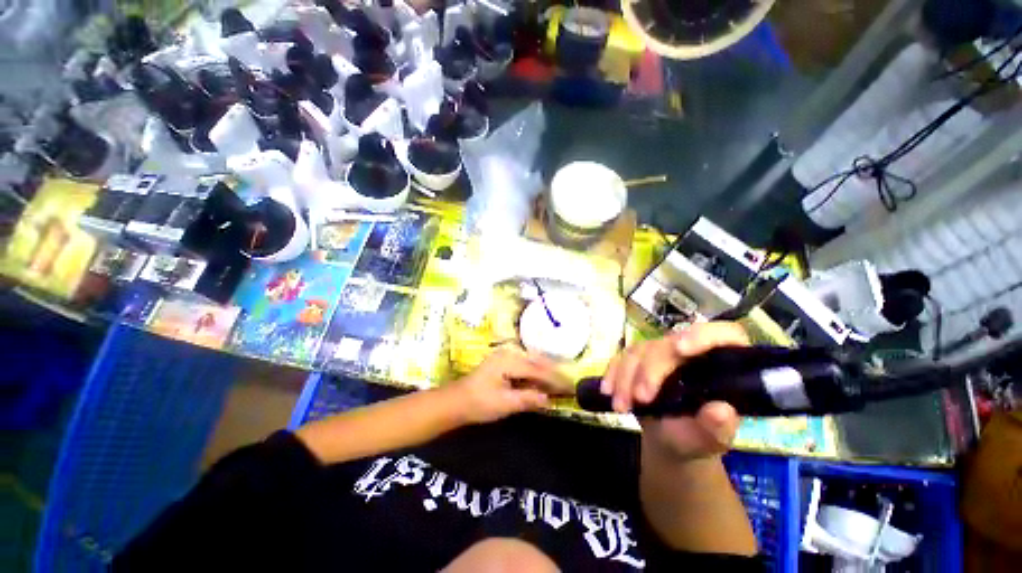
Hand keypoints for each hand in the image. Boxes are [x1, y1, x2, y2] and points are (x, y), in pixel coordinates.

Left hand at [447, 347, 572, 424]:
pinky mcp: (504, 360)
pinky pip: (526, 363)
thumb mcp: (505, 404)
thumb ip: (528, 399)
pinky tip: (542, 379)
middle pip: (538, 361)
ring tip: (559, 383)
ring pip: (533, 360)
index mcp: (509, 361)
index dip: (555, 379)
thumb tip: (548, 399)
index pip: (538, 370)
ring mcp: (506, 355)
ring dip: (546, 371)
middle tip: (569, 385)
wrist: (457, 400)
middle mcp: (510, 353)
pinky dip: (536, 371)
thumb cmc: (479, 403)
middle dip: (553, 372)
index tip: (571, 387)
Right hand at [600, 322, 749, 460]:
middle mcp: (691, 351)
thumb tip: (721, 410)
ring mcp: (662, 352)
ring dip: (626, 376)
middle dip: (650, 371)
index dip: (702, 336)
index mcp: (723, 363)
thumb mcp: (710, 439)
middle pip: (668, 345)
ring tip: (621, 407)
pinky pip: (622, 357)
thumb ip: (717, 428)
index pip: (722, 334)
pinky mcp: (639, 358)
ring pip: (641, 350)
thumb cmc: (696, 437)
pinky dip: (613, 373)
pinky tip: (608, 392)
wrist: (670, 440)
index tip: (680, 350)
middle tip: (640, 399)